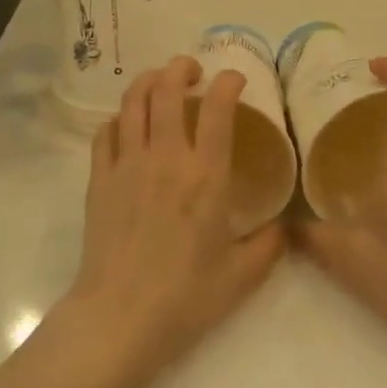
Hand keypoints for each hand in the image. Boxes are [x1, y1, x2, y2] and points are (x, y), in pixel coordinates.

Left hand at [64, 58, 284, 383]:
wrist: (118, 319)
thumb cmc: (184, 298)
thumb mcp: (241, 276)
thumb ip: (270, 245)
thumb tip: (287, 225)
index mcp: (206, 175)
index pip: (218, 107)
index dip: (228, 82)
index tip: (235, 79)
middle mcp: (166, 157)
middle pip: (166, 88)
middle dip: (181, 67)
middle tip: (193, 71)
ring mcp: (127, 164)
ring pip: (132, 101)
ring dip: (148, 81)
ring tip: (160, 83)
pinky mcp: (99, 179)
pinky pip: (106, 132)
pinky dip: (120, 118)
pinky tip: (129, 125)